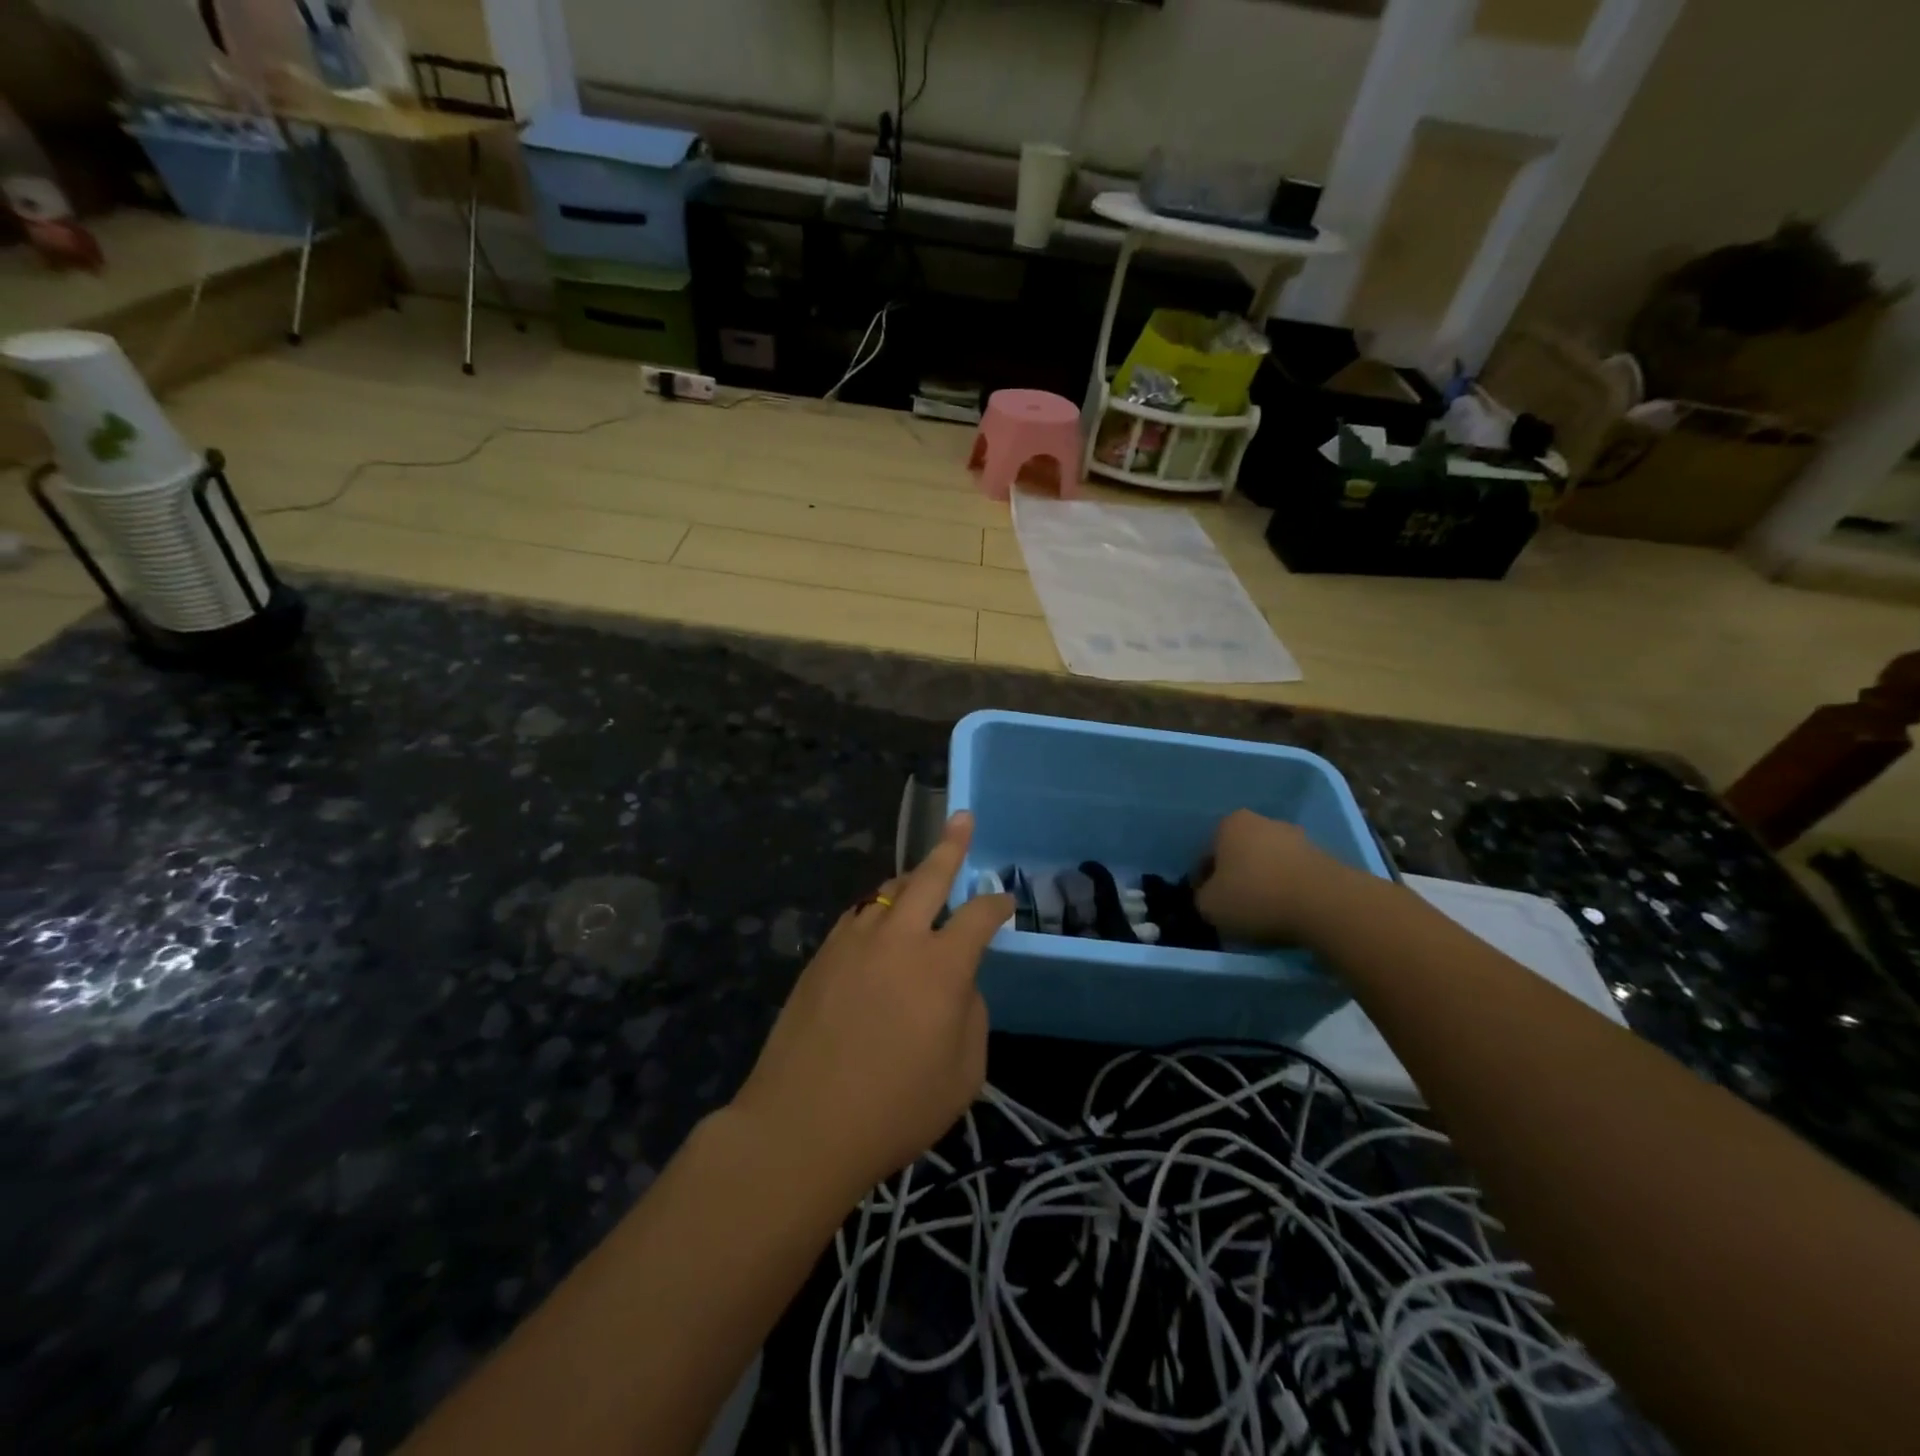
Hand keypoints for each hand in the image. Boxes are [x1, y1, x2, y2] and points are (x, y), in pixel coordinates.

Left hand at [732, 812, 1013, 1196]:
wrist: (802, 1125)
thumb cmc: (895, 1109)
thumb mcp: (963, 1074)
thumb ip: (971, 1015)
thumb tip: (960, 984)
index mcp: (942, 966)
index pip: (979, 916)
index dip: (997, 904)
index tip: (1005, 901)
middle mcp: (899, 938)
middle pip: (928, 876)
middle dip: (951, 845)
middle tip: (962, 819)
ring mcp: (854, 941)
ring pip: (887, 891)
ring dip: (909, 880)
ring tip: (921, 876)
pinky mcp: (822, 955)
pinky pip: (858, 916)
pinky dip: (877, 910)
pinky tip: (879, 922)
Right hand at [1194, 809, 1361, 946]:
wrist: (1326, 904)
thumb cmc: (1256, 897)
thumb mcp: (1209, 906)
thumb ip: (1201, 898)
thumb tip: (1210, 897)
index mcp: (1229, 824)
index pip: (1207, 854)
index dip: (1204, 882)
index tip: (1209, 905)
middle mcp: (1263, 821)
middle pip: (1240, 854)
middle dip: (1236, 877)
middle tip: (1235, 909)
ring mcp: (1297, 837)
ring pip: (1269, 864)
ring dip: (1264, 883)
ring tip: (1265, 915)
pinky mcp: (1325, 857)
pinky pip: (1295, 876)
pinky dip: (1289, 891)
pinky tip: (1289, 913)